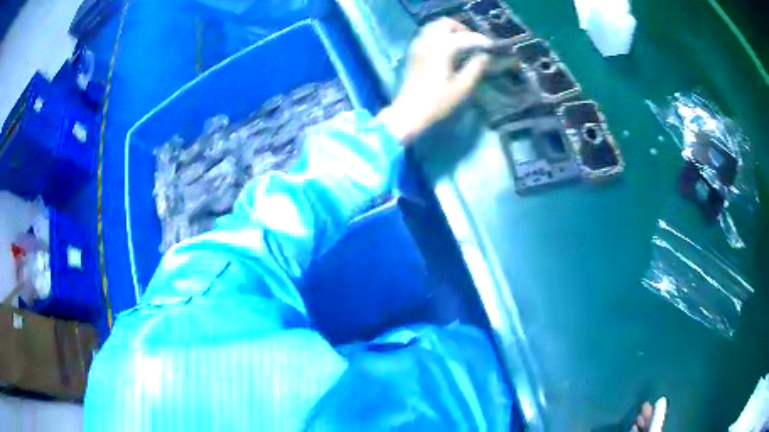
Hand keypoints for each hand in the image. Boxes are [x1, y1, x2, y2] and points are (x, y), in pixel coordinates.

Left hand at [378, 18, 490, 143]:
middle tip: (473, 43)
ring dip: (449, 31)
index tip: (490, 47)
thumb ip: (475, 67)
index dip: (479, 40)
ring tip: (461, 45)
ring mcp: (418, 45)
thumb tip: (484, 55)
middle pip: (446, 23)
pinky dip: (438, 36)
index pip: (464, 37)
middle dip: (461, 30)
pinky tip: (447, 49)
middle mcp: (428, 41)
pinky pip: (426, 34)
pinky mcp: (413, 51)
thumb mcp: (462, 87)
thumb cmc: (438, 101)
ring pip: (434, 26)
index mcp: (441, 48)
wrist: (410, 111)